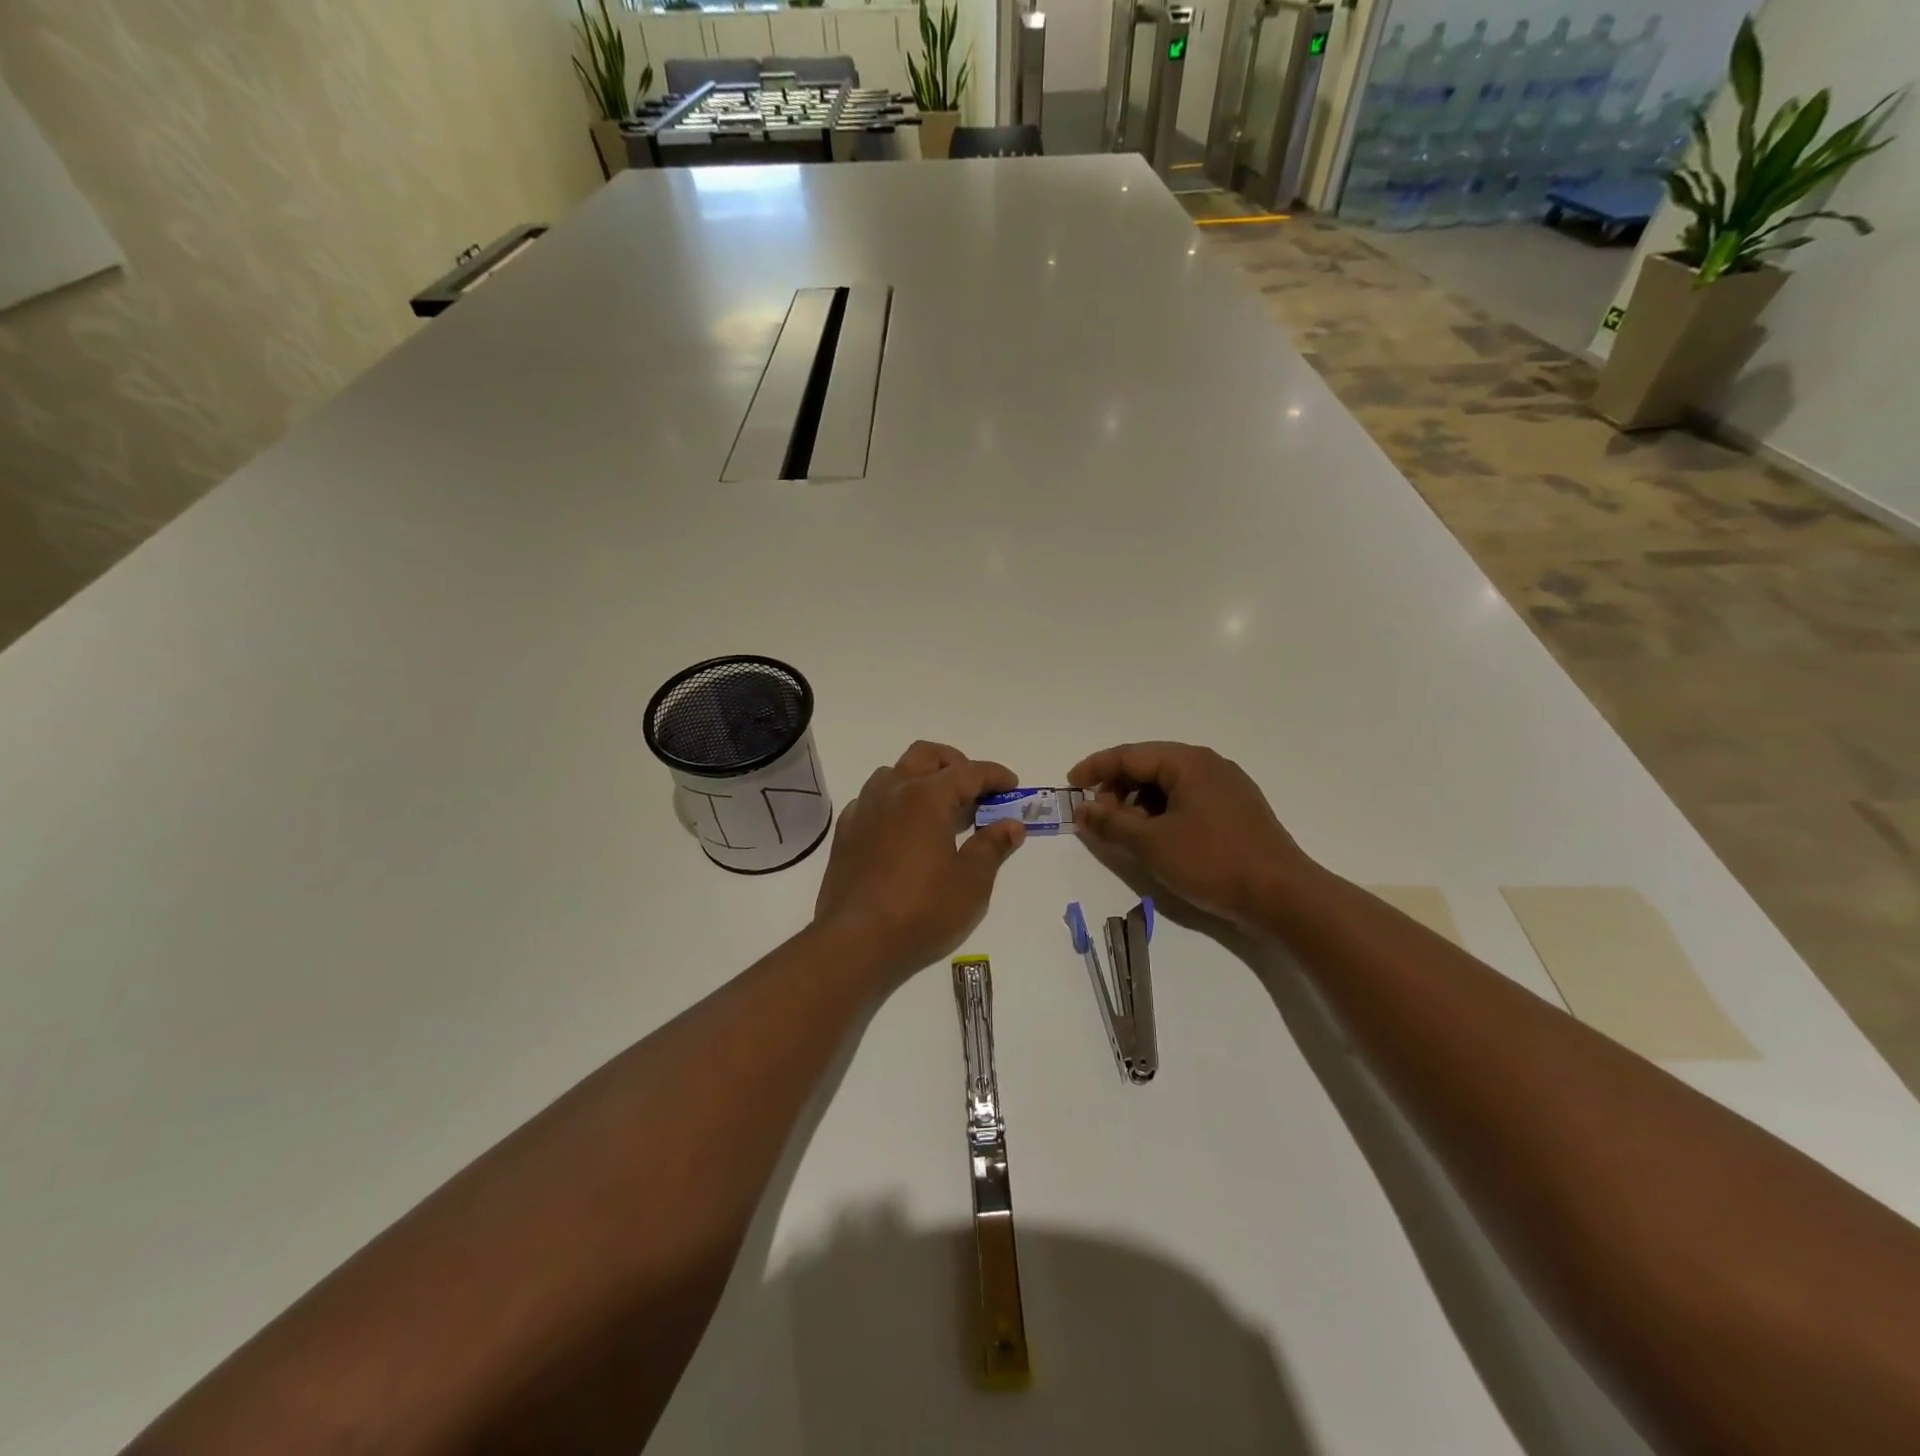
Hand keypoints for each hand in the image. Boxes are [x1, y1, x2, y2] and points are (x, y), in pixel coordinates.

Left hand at [813, 741, 1026, 988]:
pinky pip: (872, 799)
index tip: (1012, 785)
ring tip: (938, 807)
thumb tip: (1011, 825)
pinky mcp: (846, 832)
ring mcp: (864, 809)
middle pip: (925, 755)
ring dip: (920, 778)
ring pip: (894, 772)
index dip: (994, 775)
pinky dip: (894, 801)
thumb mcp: (971, 882)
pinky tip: (903, 829)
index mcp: (926, 797)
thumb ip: (992, 846)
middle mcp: (892, 792)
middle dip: (954, 763)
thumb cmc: (922, 910)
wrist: (856, 941)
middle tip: (974, 788)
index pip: (968, 772)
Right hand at [1067, 742, 1315, 928]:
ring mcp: (1227, 786)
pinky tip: (1157, 839)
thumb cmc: (1212, 861)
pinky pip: (1188, 800)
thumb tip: (1081, 809)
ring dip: (1140, 804)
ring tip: (1127, 833)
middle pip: (1149, 767)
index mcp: (1188, 762)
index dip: (1095, 769)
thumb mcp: (1151, 844)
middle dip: (1118, 789)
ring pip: (1169, 785)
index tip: (1071, 787)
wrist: (1282, 895)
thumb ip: (1111, 824)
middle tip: (1099, 818)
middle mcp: (1208, 764)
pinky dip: (1163, 813)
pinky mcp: (1236, 809)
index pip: (1129, 755)